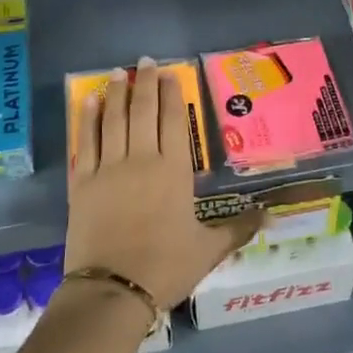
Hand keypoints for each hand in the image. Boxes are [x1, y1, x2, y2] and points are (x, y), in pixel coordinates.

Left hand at [66, 60, 259, 309]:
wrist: (112, 291)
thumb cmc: (165, 267)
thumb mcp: (208, 250)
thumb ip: (238, 229)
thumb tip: (269, 215)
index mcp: (174, 171)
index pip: (173, 121)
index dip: (170, 95)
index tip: (168, 74)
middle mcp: (141, 160)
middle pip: (142, 112)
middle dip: (144, 83)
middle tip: (144, 61)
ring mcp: (108, 169)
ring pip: (113, 120)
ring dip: (116, 93)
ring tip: (118, 73)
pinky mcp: (82, 183)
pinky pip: (85, 142)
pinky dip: (87, 119)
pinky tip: (89, 102)